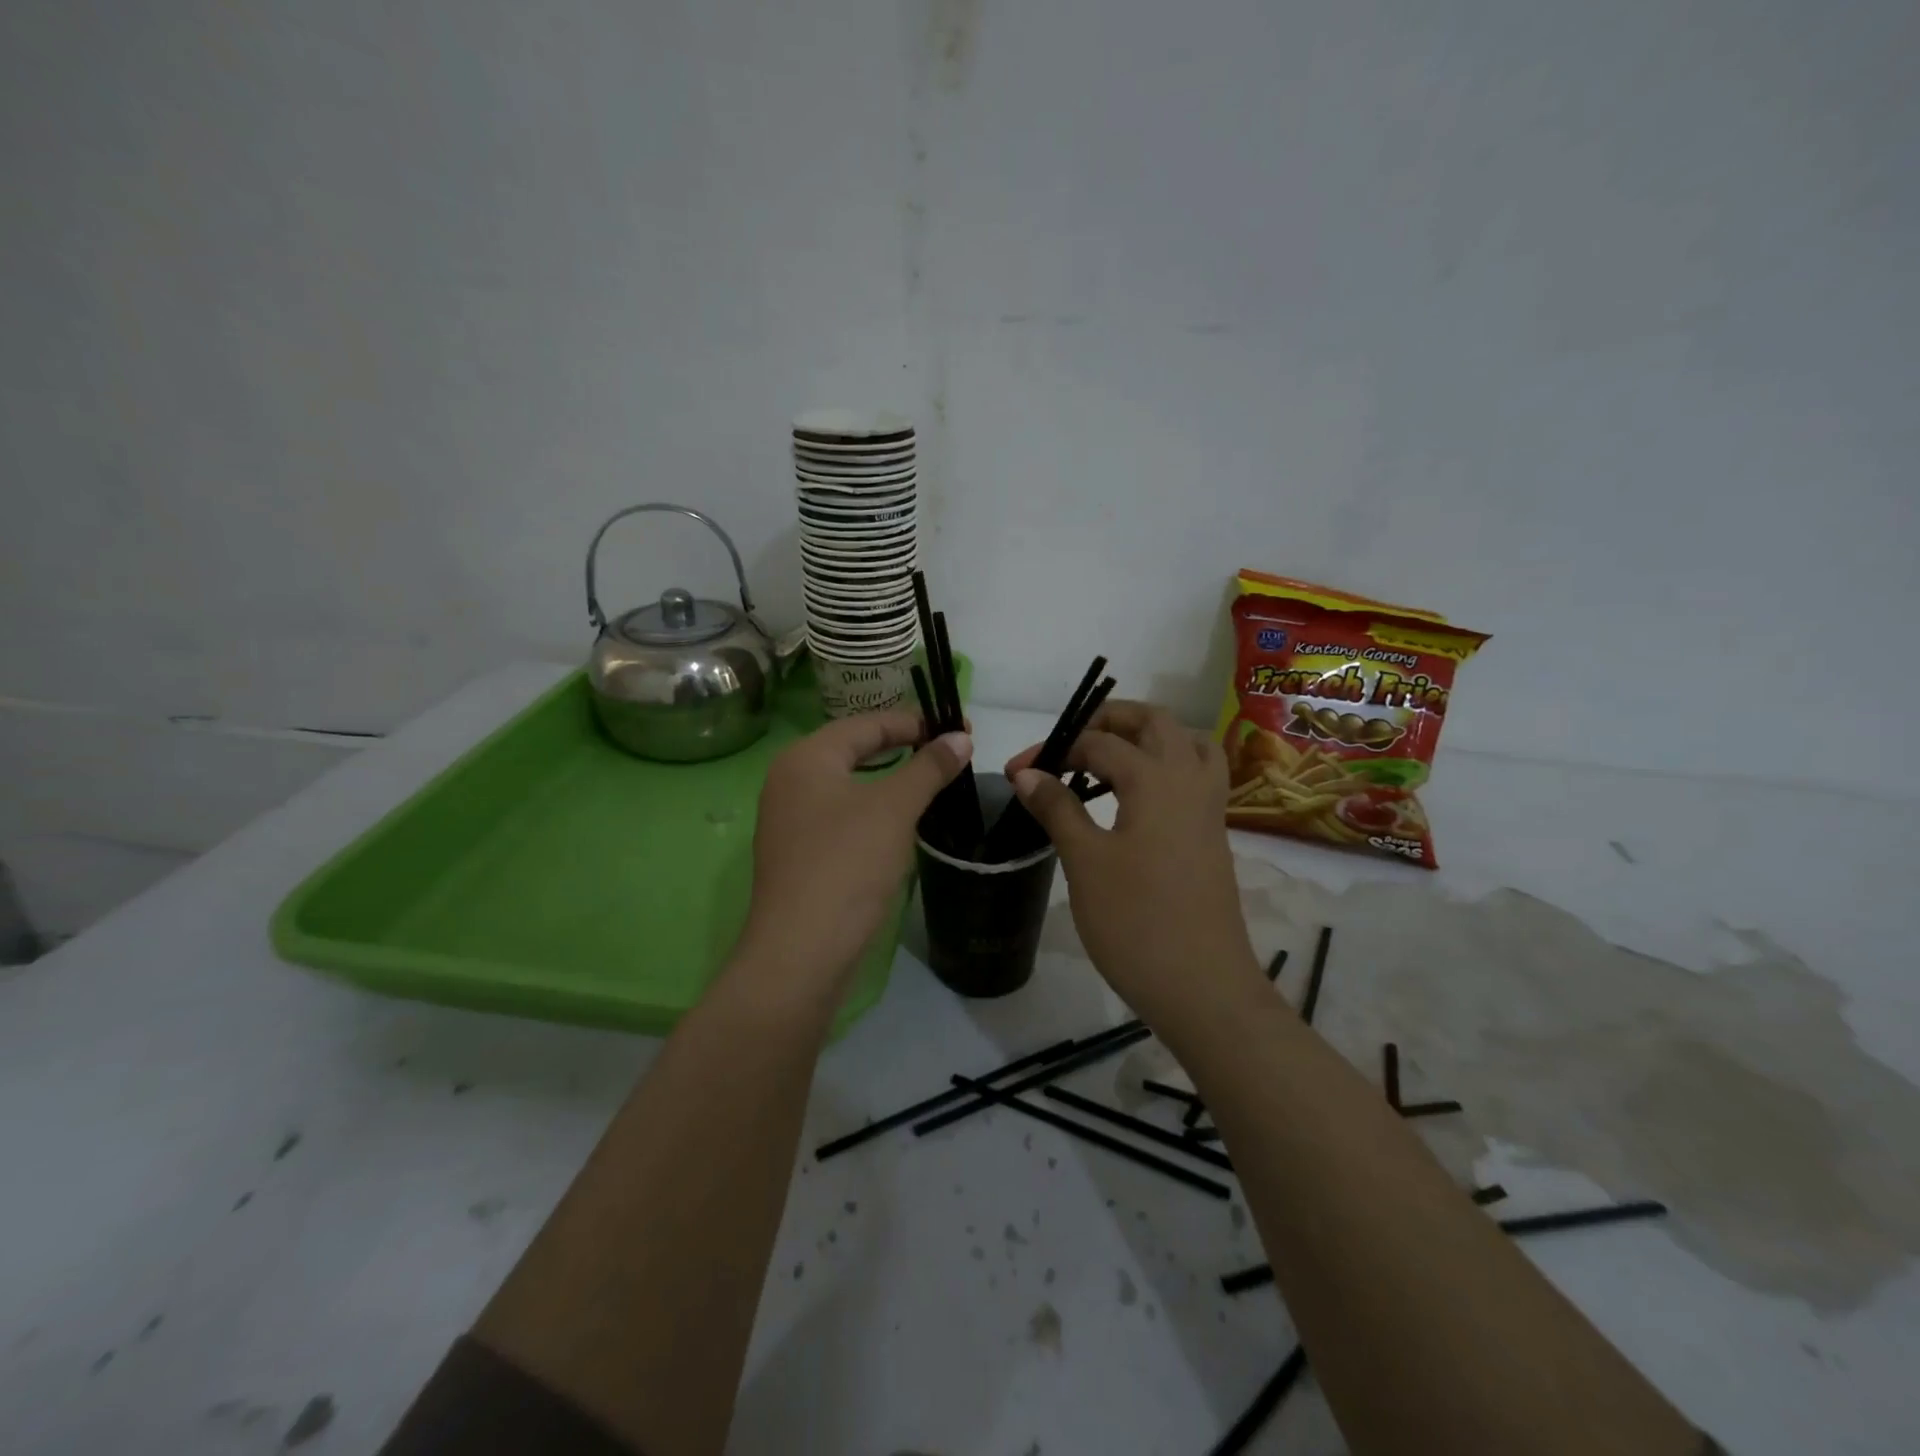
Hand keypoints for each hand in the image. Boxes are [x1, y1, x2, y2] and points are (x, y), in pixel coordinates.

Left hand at [736, 710, 971, 996]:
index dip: (916, 721)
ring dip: (891, 779)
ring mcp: (790, 820)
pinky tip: (901, 822)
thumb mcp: (895, 808)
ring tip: (932, 781)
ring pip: (849, 784)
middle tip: (949, 751)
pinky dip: (874, 809)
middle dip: (904, 747)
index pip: (867, 723)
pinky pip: (842, 815)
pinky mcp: (799, 854)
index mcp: (806, 757)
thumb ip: (928, 767)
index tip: (960, 728)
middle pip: (855, 749)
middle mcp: (790, 780)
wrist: (801, 951)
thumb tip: (960, 737)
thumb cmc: (847, 864)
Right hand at [1005, 700, 1261, 1023]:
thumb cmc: (1136, 922)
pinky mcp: (1213, 834)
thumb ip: (1057, 808)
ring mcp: (1209, 808)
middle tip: (1071, 741)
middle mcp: (1189, 780)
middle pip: (1156, 722)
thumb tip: (1027, 772)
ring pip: (1186, 743)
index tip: (1017, 772)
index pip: (1099, 742)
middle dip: (1110, 719)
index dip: (1054, 750)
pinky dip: (1167, 765)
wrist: (1202, 988)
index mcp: (1156, 779)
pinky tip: (1137, 796)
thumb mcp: (1085, 862)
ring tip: (1107, 760)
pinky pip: (1196, 775)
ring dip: (1147, 738)